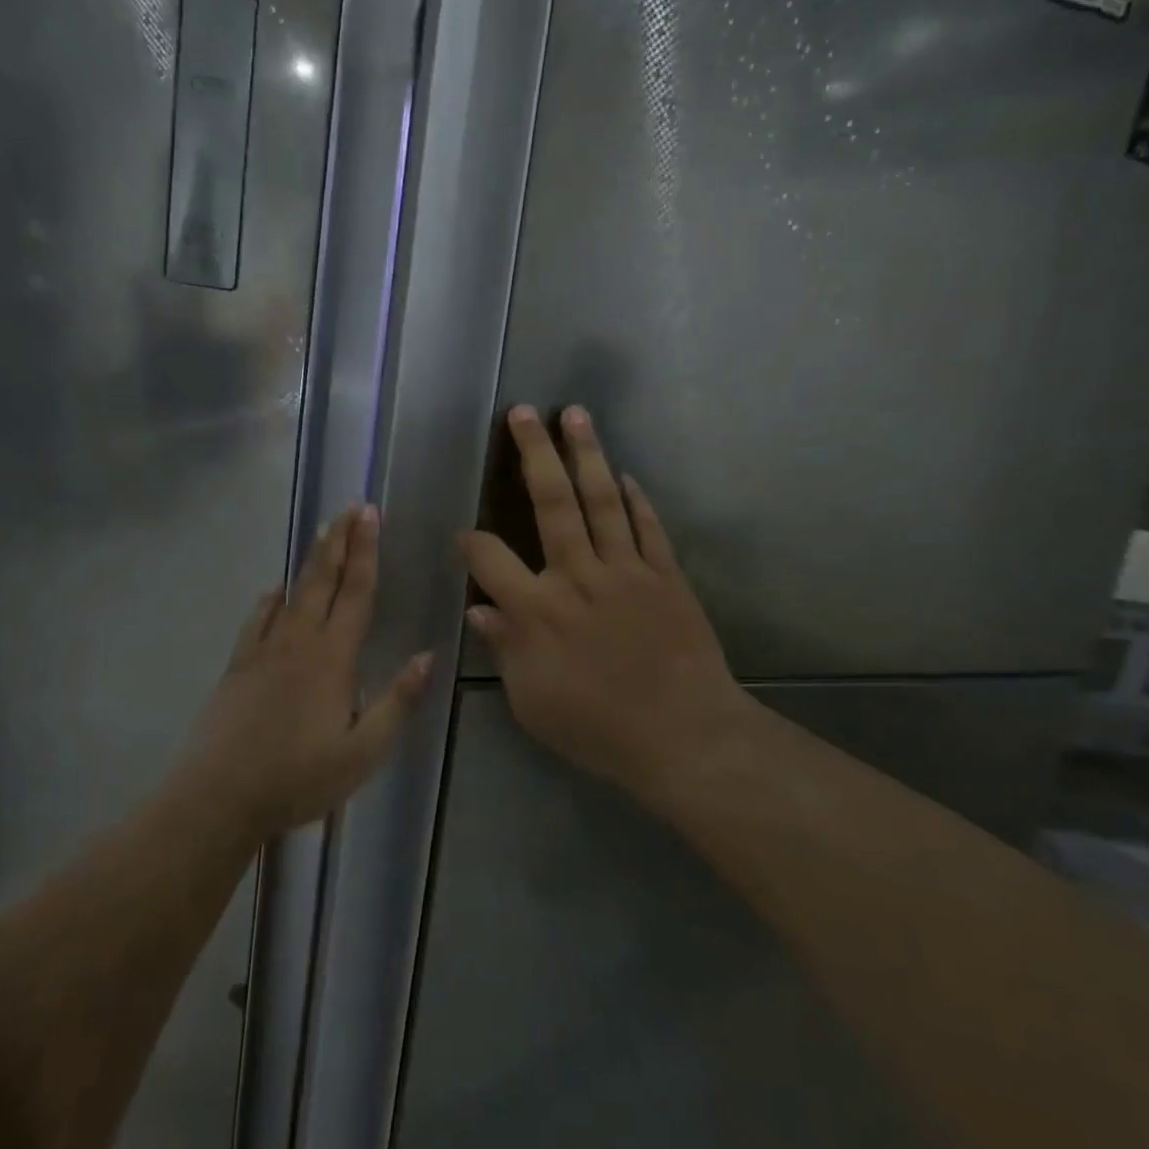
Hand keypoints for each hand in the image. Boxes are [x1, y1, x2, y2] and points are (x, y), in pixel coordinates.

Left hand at [182, 505, 430, 842]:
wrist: (218, 797)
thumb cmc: (298, 778)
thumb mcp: (362, 752)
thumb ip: (397, 702)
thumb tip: (427, 656)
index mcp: (333, 658)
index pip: (356, 593)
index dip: (366, 552)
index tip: (370, 515)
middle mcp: (299, 642)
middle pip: (323, 579)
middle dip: (339, 539)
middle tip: (351, 506)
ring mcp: (263, 650)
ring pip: (292, 592)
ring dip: (311, 560)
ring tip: (323, 533)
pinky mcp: (238, 665)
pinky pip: (257, 619)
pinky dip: (270, 599)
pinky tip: (274, 592)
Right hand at [458, 406, 749, 807]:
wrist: (685, 736)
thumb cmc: (598, 728)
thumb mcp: (532, 702)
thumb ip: (504, 649)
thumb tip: (479, 607)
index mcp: (538, 609)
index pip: (490, 558)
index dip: (470, 541)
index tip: (463, 535)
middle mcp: (578, 575)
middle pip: (552, 501)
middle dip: (534, 452)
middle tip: (523, 411)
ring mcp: (627, 570)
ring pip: (602, 499)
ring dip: (587, 453)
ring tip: (575, 414)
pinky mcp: (666, 575)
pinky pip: (648, 527)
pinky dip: (636, 499)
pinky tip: (625, 474)